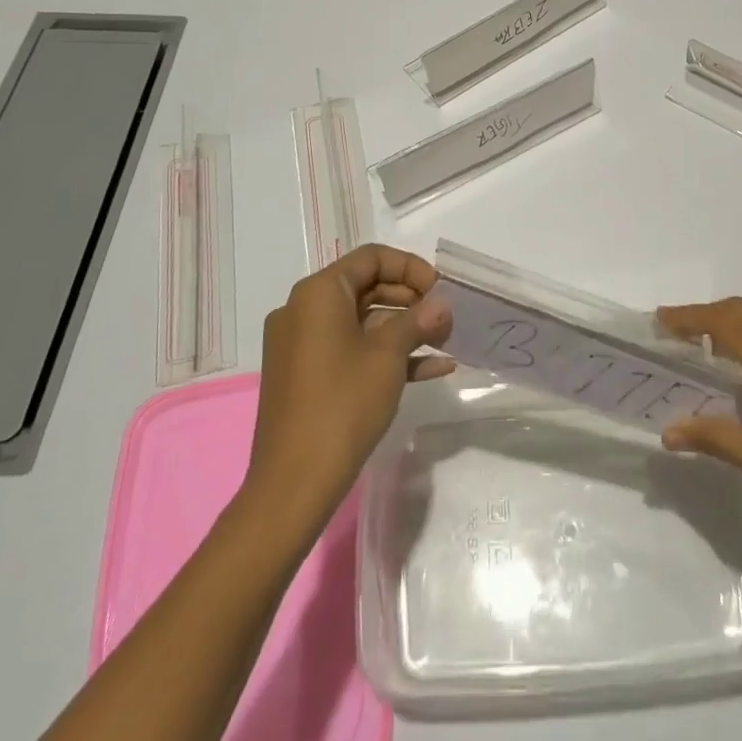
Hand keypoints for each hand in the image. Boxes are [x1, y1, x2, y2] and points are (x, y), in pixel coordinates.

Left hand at [248, 244, 454, 522]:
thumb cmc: (342, 404)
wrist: (294, 482)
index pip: (371, 258)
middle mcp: (304, 310)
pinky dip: (387, 354)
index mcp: (318, 293)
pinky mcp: (307, 375)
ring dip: (405, 329)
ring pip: (362, 322)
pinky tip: (432, 369)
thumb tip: (442, 304)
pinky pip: (351, 350)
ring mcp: (303, 345)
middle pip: (367, 287)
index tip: (441, 289)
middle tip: (447, 318)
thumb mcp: (388, 356)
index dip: (411, 268)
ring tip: (446, 342)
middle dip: (412, 300)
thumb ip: (418, 321)